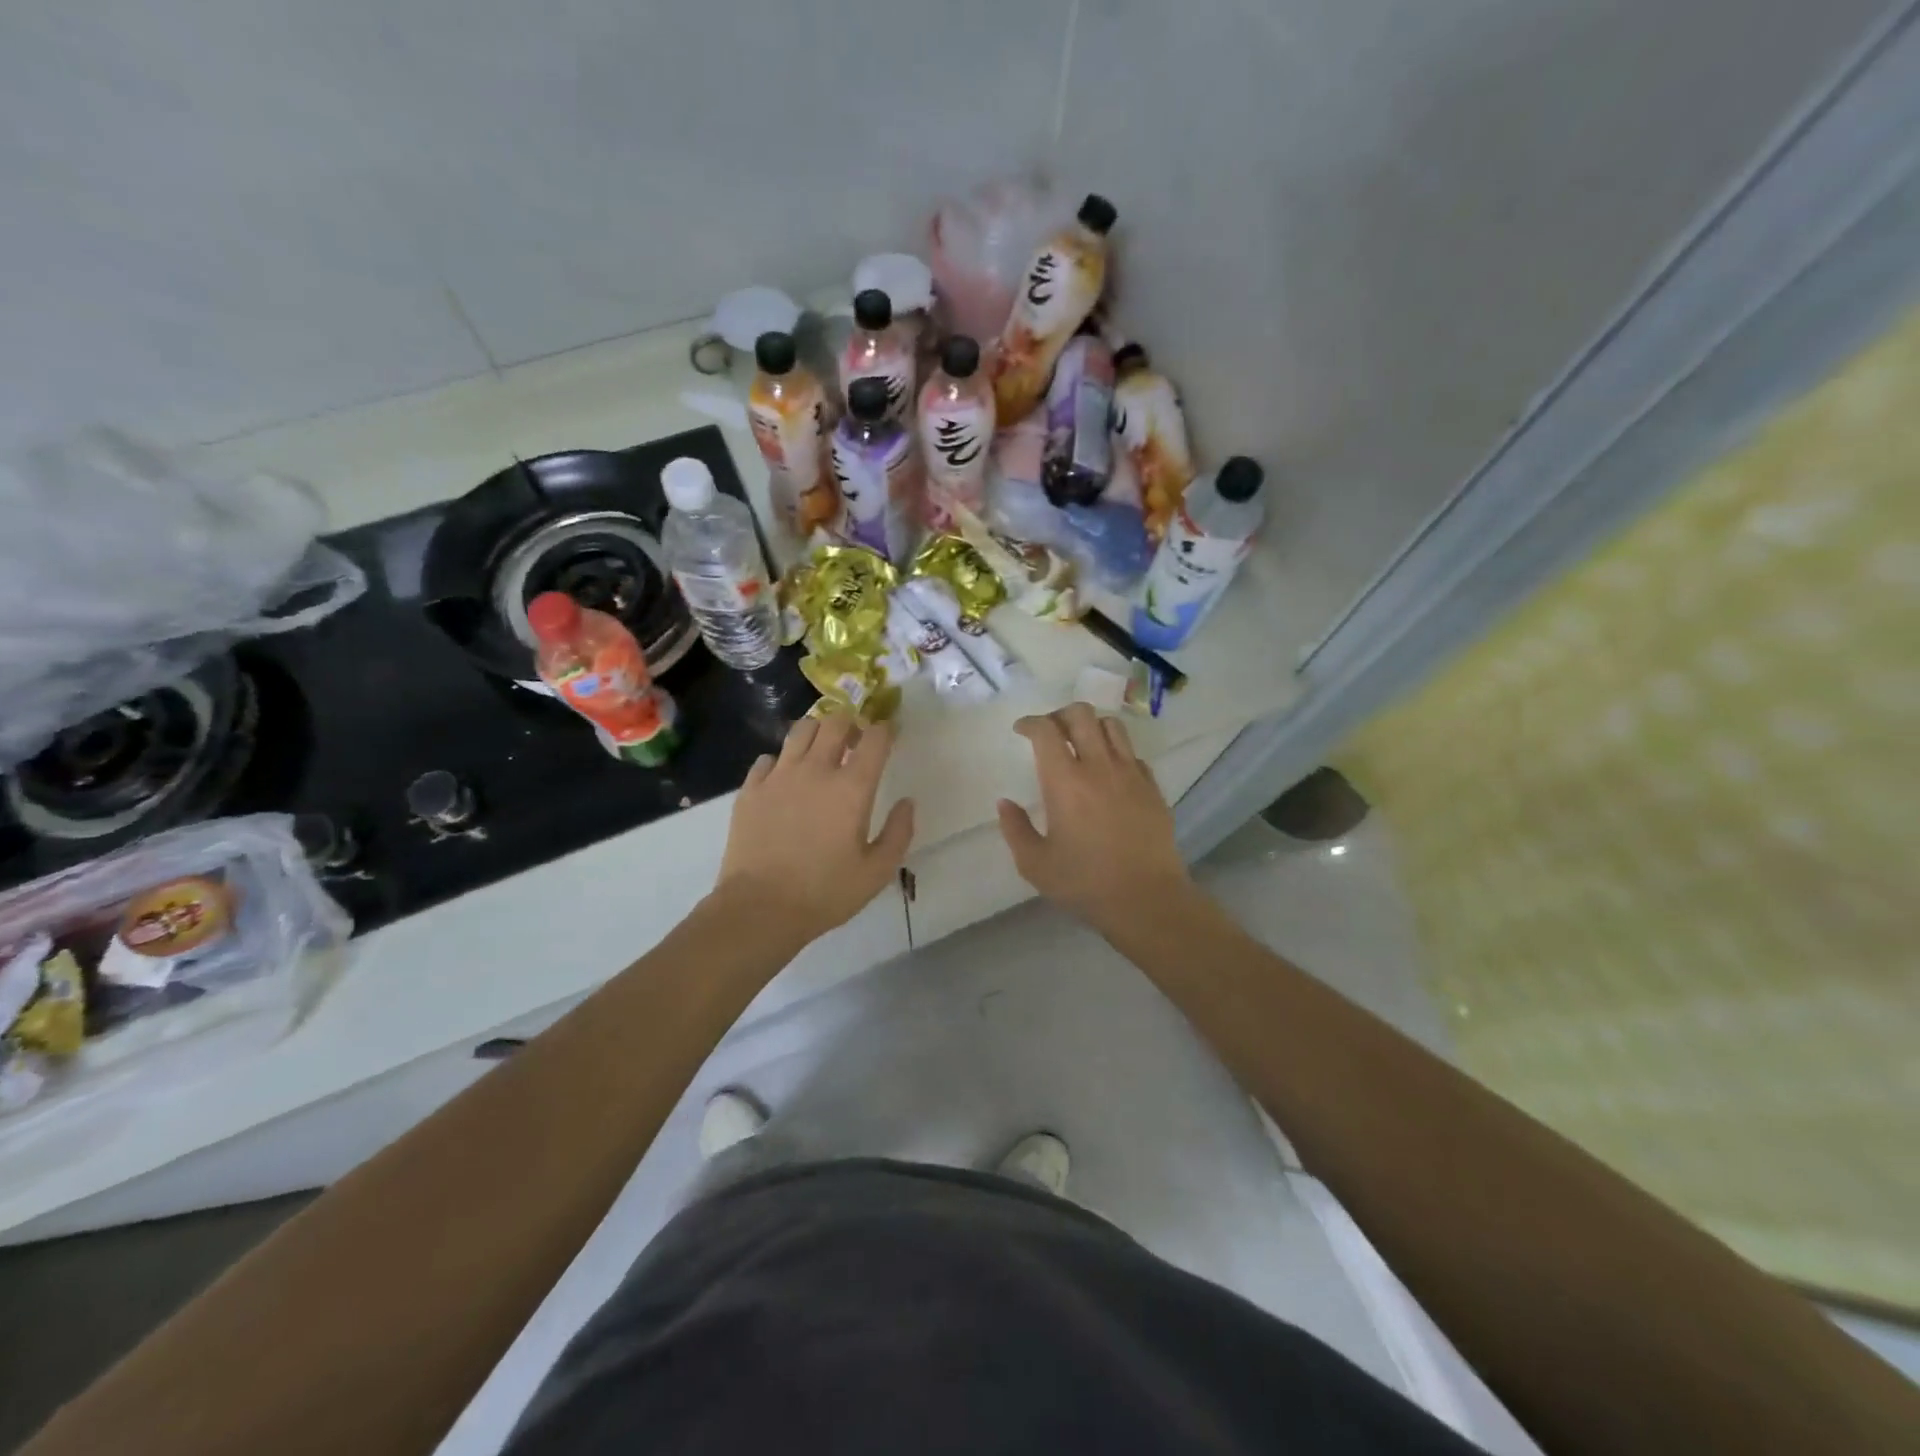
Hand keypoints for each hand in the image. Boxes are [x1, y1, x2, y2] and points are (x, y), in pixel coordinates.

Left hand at [714, 714, 915, 943]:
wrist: (759, 908)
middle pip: (835, 722)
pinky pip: (768, 758)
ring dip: (817, 732)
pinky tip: (785, 778)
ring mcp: (779, 776)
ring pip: (801, 730)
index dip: (885, 730)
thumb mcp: (877, 872)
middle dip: (850, 723)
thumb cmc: (825, 892)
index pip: (874, 739)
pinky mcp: (751, 789)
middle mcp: (816, 770)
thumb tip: (907, 803)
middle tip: (855, 740)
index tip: (888, 734)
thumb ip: (898, 833)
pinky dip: (782, 760)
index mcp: (852, 788)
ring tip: (821, 750)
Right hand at [998, 704, 1192, 933]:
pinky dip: (1116, 751)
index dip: (1030, 723)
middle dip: (1060, 715)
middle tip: (1049, 732)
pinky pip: (1133, 754)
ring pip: (1112, 726)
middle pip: (1081, 715)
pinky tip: (1109, 772)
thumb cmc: (1084, 883)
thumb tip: (1005, 803)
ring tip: (1081, 744)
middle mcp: (1099, 766)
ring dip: (1091, 726)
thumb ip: (1015, 829)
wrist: (1146, 900)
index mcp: (1065, 781)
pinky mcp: (1152, 787)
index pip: (1046, 731)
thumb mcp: (1035, 864)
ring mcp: (1131, 774)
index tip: (1021, 730)